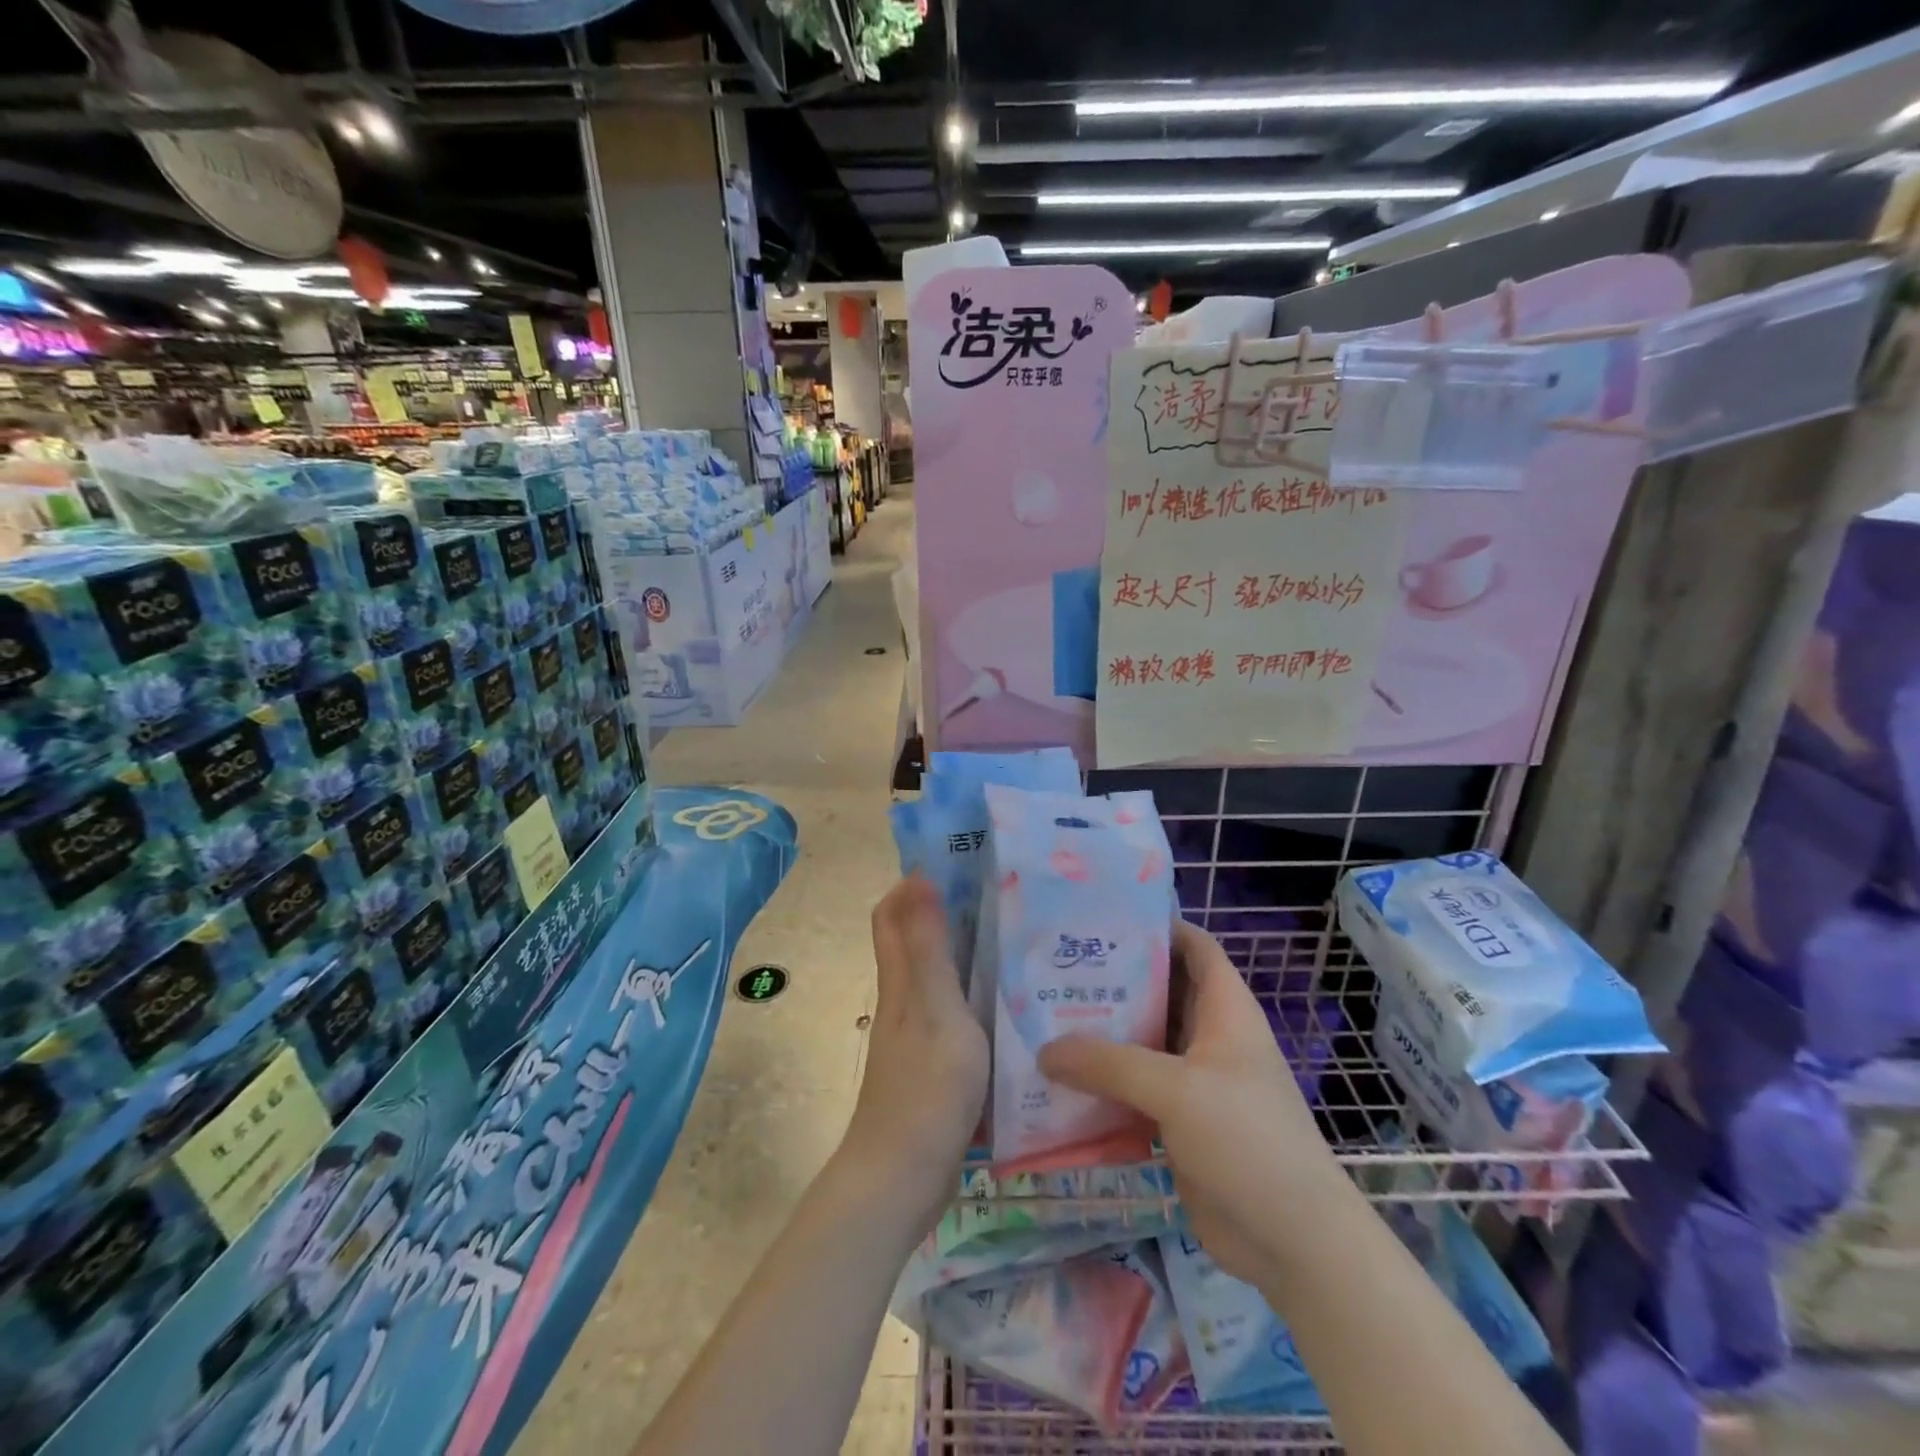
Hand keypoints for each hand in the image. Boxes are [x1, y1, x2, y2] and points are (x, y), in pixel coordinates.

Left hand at [843, 876, 989, 1229]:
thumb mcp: (935, 1009)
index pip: (892, 913)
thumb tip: (917, 876)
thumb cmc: (925, 1088)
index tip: (959, 861)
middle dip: (946, 910)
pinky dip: (975, 994)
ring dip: (965, 952)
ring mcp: (915, 1034)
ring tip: (1018, 941)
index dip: (914, 881)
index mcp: (900, 980)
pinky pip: (952, 1012)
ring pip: (936, 976)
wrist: (902, 1179)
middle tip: (1001, 896)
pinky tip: (1012, 1003)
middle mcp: (902, 999)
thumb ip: (927, 946)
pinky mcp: (932, 1064)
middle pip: (914, 940)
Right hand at [1038, 920, 1340, 1283]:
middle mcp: (1210, 1038)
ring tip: (1046, 1016)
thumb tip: (1044, 1050)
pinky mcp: (1178, 1122)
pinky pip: (1134, 1090)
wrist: (1292, 1243)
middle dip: (1114, 980)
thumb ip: (1109, 1065)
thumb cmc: (1246, 1140)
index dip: (1157, 925)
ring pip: (1142, 1042)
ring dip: (1102, 1034)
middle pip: (1160, 992)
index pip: (1195, 946)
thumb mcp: (1177, 1089)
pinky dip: (1104, 1084)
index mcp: (1226, 1010)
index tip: (1102, 918)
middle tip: (1057, 966)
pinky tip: (1060, 1081)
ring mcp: (1195, 1082)